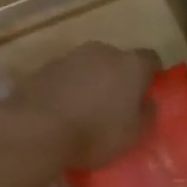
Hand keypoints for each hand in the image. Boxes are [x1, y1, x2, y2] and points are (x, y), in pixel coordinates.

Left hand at [0, 42, 158, 170]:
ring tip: (85, 111)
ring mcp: (69, 57)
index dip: (152, 75)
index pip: (150, 59)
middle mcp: (101, 52)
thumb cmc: (94, 133)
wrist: (35, 130)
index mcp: (130, 65)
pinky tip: (61, 112)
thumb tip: (146, 102)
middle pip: (116, 60)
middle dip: (118, 78)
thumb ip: (146, 114)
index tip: (148, 93)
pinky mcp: (42, 69)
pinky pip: (63, 77)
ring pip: (88, 67)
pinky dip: (66, 89)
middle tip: (115, 105)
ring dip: (90, 82)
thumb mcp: (133, 135)